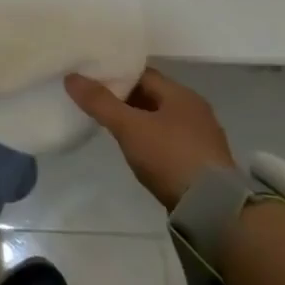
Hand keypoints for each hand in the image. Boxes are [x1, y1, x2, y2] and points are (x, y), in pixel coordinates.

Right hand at [65, 67, 235, 208]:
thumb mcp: (129, 127)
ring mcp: (201, 138)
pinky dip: (150, 139)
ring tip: (110, 125)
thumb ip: (100, 102)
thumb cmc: (170, 156)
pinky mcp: (201, 162)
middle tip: (95, 101)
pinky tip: (135, 149)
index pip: (142, 74)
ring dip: (137, 120)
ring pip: (160, 119)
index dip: (115, 74)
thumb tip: (71, 77)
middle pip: (151, 95)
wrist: (213, 210)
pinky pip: (168, 140)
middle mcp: (195, 110)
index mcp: (181, 94)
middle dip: (124, 97)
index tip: (90, 79)